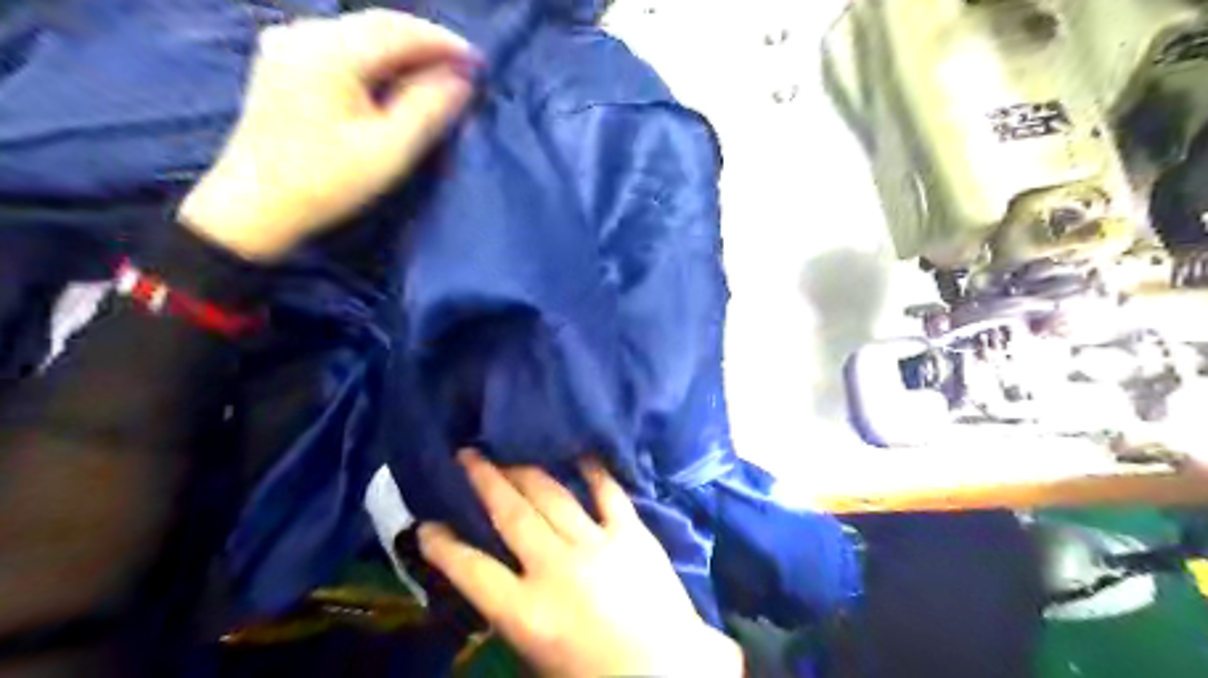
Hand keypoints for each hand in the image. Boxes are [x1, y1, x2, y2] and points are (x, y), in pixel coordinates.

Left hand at [180, 7, 481, 259]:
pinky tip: (394, 77)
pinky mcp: (282, 62)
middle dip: (425, 43)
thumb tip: (461, 79)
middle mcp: (303, 33)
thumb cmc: (327, 182)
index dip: (445, 43)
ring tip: (437, 73)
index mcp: (329, 52)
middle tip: (464, 67)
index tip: (479, 63)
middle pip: (378, 25)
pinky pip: (341, 45)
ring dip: (402, 49)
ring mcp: (287, 44)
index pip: (399, 31)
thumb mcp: (389, 149)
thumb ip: (429, 108)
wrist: (255, 206)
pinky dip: (376, 57)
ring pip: (360, 34)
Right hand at [418, 451, 745, 676]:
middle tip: (467, 456)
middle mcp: (555, 569)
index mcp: (527, 612)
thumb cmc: (597, 675)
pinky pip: (607, 493)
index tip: (426, 525)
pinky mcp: (630, 533)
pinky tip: (579, 455)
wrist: (667, 672)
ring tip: (508, 457)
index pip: (471, 570)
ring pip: (551, 496)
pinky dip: (592, 472)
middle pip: (511, 515)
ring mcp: (595, 545)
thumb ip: (516, 612)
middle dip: (484, 481)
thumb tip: (500, 576)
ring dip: (525, 472)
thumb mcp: (538, 656)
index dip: (443, 546)